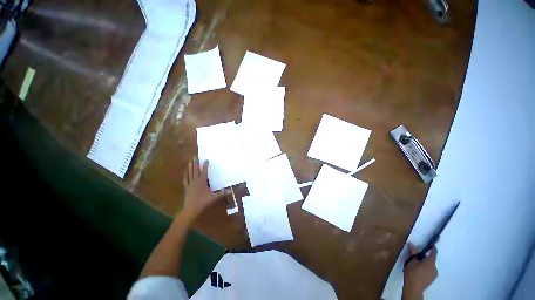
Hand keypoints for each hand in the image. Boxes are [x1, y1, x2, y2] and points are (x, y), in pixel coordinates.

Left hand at [182, 158, 226, 217]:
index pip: (204, 172)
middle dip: (196, 163)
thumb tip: (231, 190)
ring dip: (190, 167)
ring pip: (190, 174)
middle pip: (195, 170)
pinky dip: (186, 175)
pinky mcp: (186, 188)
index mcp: (202, 182)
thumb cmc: (203, 202)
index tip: (206, 160)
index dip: (205, 165)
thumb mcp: (214, 197)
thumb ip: (222, 193)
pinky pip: (186, 180)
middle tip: (195, 157)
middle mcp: (195, 181)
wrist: (191, 209)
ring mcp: (190, 184)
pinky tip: (185, 172)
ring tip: (190, 161)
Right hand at [403, 242, 437, 299]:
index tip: (431, 244)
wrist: (414, 288)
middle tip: (416, 257)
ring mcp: (434, 274)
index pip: (434, 252)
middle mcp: (435, 267)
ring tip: (415, 265)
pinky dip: (425, 269)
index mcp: (430, 262)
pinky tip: (418, 271)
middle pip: (430, 259)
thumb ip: (413, 253)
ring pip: (429, 265)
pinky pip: (429, 271)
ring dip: (424, 263)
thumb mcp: (411, 261)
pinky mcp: (432, 279)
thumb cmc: (412, 272)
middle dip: (424, 257)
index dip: (432, 248)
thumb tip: (412, 244)